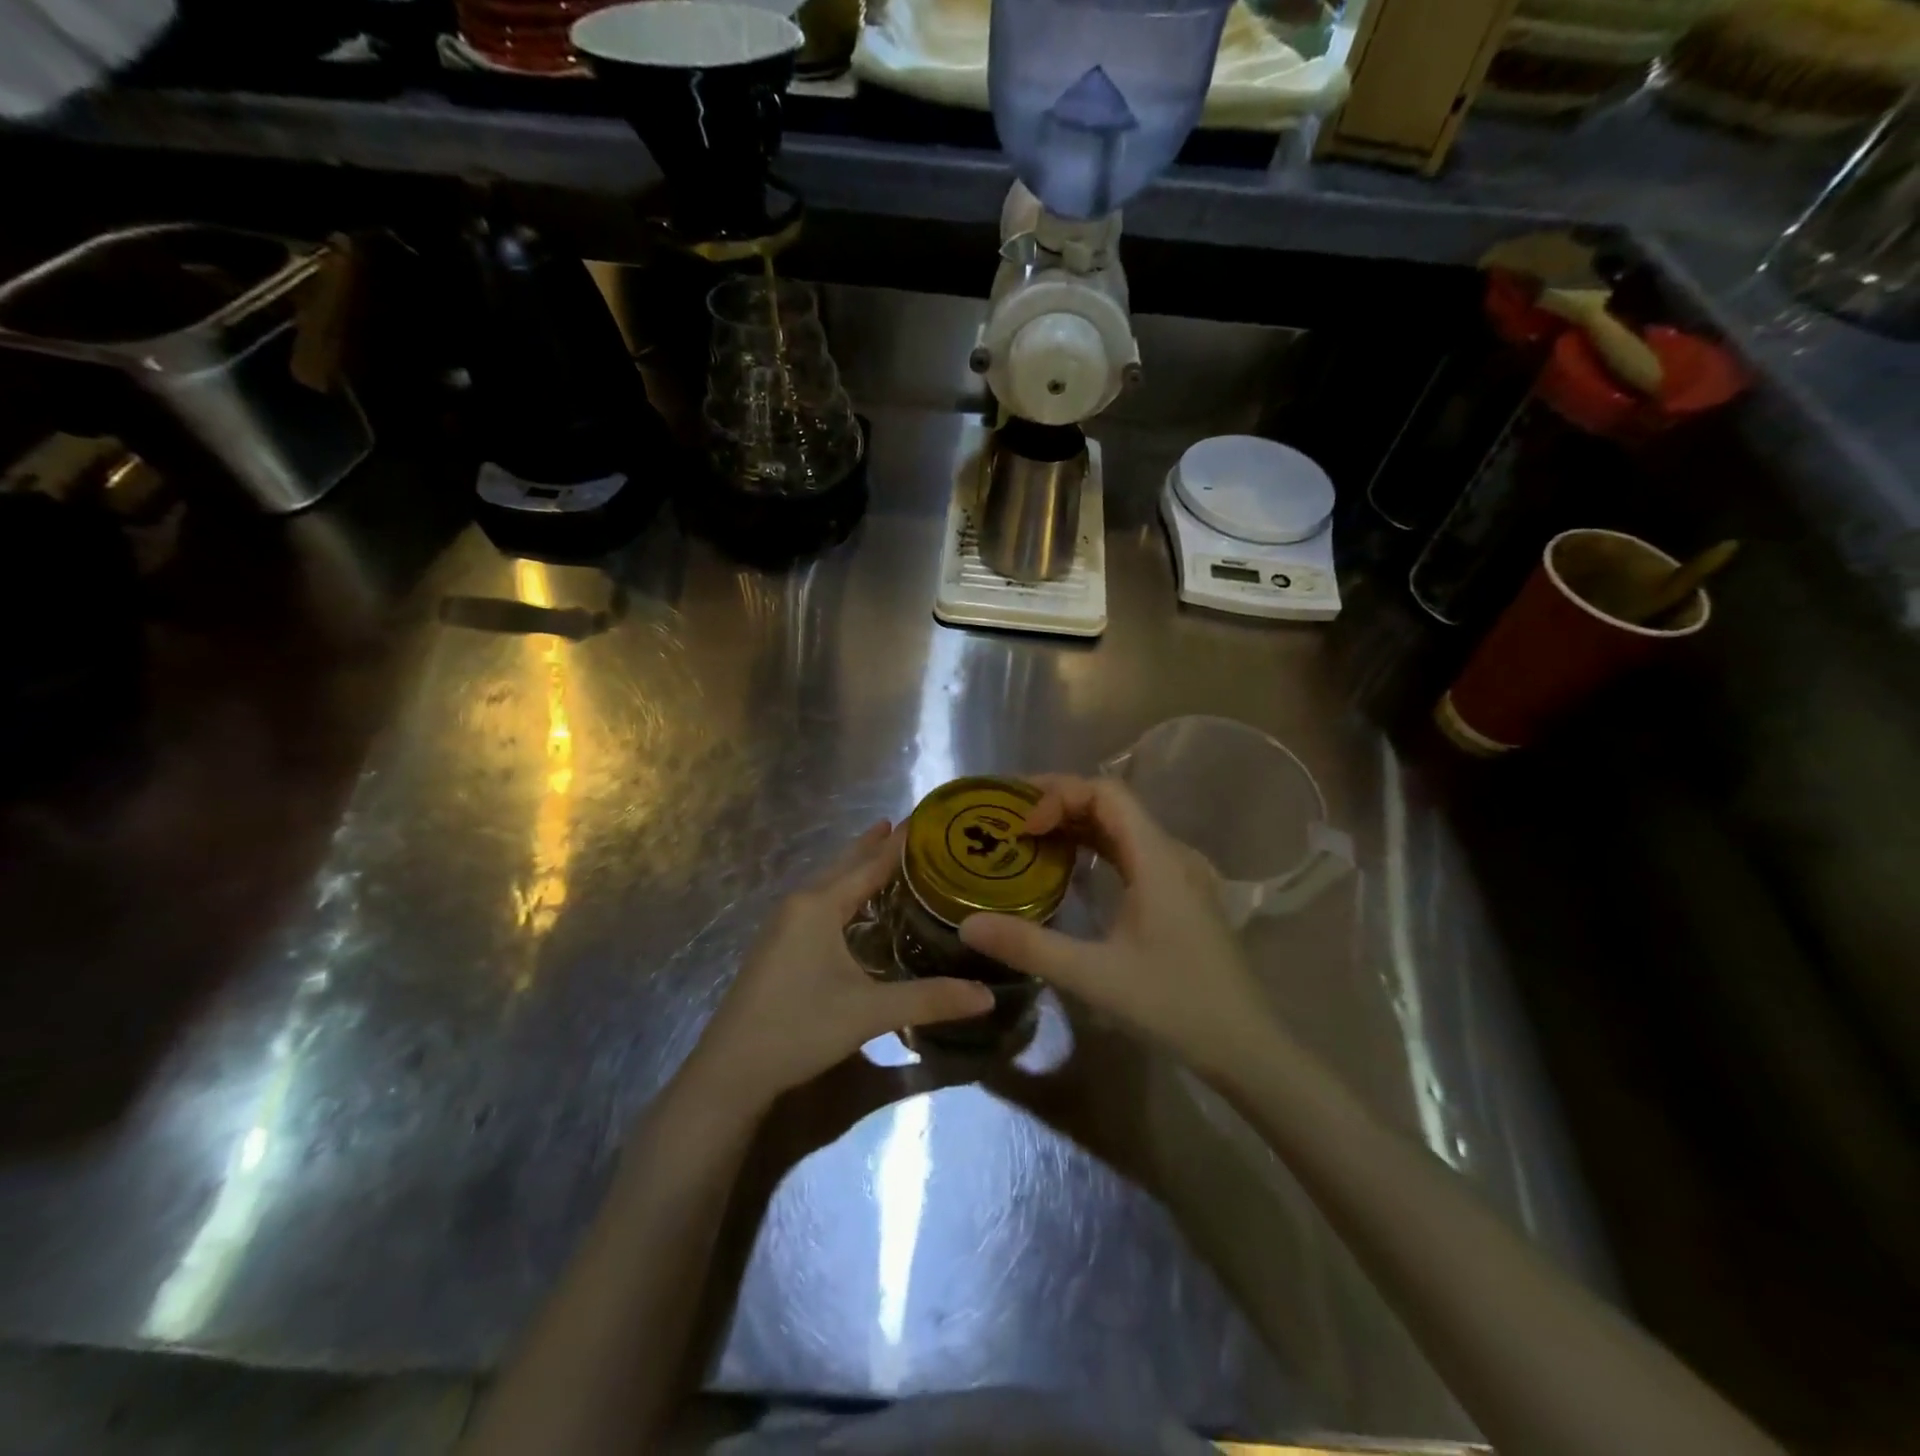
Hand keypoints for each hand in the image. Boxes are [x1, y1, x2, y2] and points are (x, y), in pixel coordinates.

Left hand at [686, 822, 994, 1108]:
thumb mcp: (870, 1012)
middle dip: (873, 845)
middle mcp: (799, 904)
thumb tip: (987, 997)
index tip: (924, 819)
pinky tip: (853, 909)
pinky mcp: (777, 946)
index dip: (898, 843)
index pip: (869, 864)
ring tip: (883, 856)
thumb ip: (930, 1000)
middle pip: (843, 865)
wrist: (730, 1070)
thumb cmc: (800, 1027)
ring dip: (855, 869)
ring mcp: (783, 925)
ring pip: (828, 884)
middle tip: (906, 827)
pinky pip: (817, 904)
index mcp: (819, 905)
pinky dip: (842, 892)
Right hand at [959, 774, 1274, 1076]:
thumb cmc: (1175, 1006)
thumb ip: (1029, 946)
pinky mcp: (1179, 895)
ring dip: (1076, 824)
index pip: (1107, 793)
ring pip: (1122, 828)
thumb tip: (968, 924)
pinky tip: (1068, 870)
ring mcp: (1180, 874)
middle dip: (1060, 802)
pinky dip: (1095, 848)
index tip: (1023, 826)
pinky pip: (1131, 852)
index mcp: (1158, 858)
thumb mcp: (1095, 977)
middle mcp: (1172, 854)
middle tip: (1010, 819)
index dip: (1060, 795)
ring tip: (1028, 837)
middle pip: (1113, 803)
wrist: (1246, 1047)